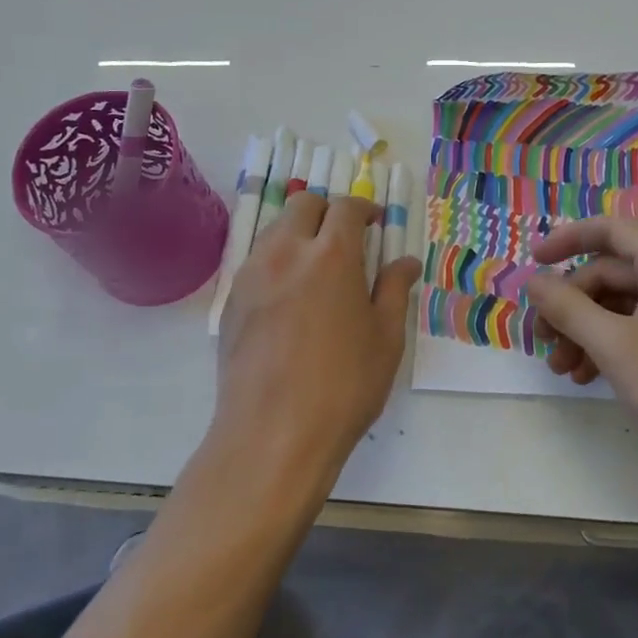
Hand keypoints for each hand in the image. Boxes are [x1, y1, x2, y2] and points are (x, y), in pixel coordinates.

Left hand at [215, 191, 421, 482]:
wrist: (273, 433)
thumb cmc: (343, 386)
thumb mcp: (385, 339)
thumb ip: (395, 290)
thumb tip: (406, 261)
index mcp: (332, 255)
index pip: (346, 208)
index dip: (364, 209)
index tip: (375, 222)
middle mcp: (287, 252)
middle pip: (303, 204)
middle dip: (327, 210)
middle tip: (346, 237)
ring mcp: (253, 274)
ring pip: (275, 229)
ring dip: (299, 231)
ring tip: (317, 265)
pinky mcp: (232, 300)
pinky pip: (256, 260)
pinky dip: (277, 260)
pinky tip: (289, 295)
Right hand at [525, 218, 637, 473]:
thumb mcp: (613, 346)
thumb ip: (567, 308)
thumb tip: (533, 281)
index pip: (610, 230)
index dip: (567, 239)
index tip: (534, 263)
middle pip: (611, 273)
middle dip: (571, 304)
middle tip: (543, 339)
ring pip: (623, 304)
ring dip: (586, 330)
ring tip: (562, 369)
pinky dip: (611, 344)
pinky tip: (589, 376)